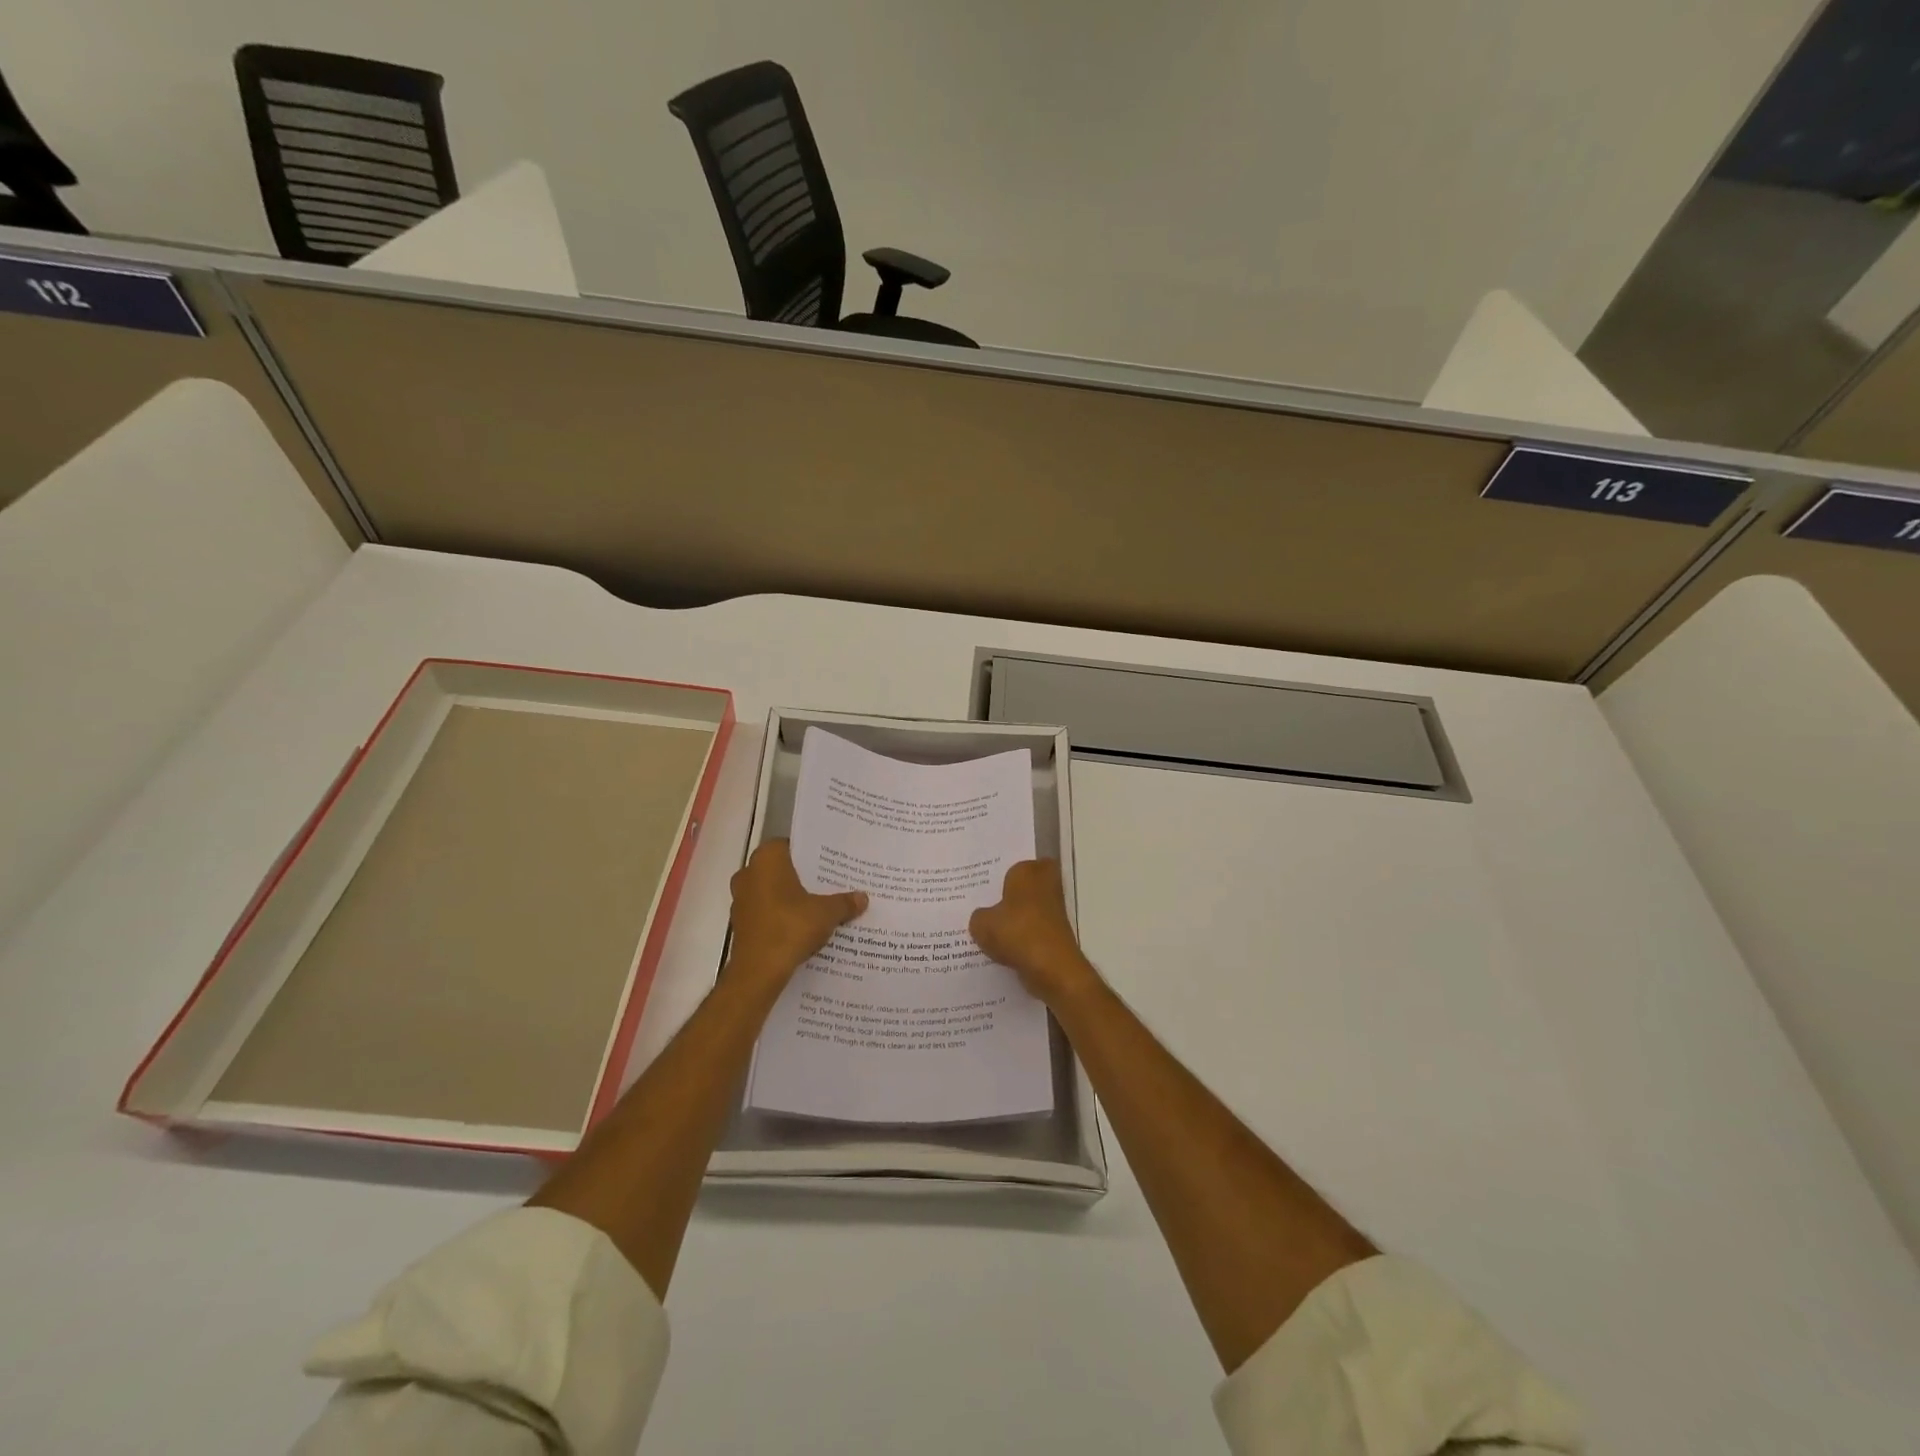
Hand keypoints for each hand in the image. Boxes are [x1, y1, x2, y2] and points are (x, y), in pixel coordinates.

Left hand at [727, 840, 866, 985]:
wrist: (758, 971)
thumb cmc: (790, 927)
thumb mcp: (826, 913)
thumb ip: (845, 902)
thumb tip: (863, 897)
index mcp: (767, 860)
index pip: (791, 845)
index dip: (812, 854)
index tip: (831, 863)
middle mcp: (749, 873)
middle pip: (782, 869)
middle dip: (804, 877)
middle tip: (831, 884)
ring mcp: (741, 899)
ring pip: (773, 891)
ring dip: (792, 898)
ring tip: (820, 906)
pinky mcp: (741, 923)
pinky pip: (766, 912)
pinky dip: (781, 916)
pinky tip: (803, 927)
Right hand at [969, 859, 1100, 1005]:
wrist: (1052, 967)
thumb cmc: (1017, 932)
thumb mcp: (981, 923)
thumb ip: (978, 916)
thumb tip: (983, 917)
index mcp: (1027, 871)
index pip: (1014, 864)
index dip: (1001, 874)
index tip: (984, 886)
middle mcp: (1045, 884)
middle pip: (1024, 886)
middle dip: (1009, 895)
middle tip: (984, 905)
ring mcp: (1054, 910)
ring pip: (1028, 909)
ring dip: (1015, 918)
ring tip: (987, 929)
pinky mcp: (1056, 934)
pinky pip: (1032, 930)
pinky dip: (1021, 938)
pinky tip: (1001, 949)